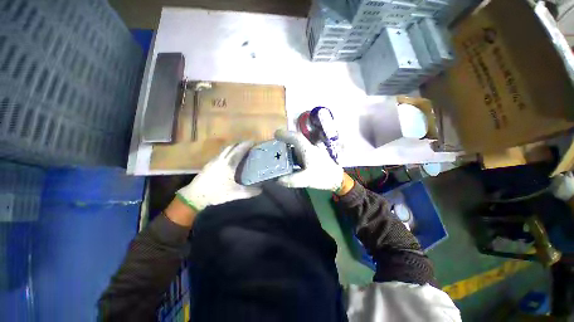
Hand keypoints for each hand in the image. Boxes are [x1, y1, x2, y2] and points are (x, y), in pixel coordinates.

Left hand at [176, 142, 261, 211]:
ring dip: (234, 146)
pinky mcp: (209, 163)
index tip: (254, 142)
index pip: (239, 150)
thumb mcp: (235, 194)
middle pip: (232, 146)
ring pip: (225, 149)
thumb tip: (261, 190)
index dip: (247, 145)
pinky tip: (229, 158)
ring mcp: (214, 160)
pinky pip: (221, 153)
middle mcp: (221, 159)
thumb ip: (249, 192)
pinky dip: (228, 151)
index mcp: (229, 164)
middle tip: (249, 145)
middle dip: (241, 144)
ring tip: (240, 149)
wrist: (195, 196)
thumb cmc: (216, 193)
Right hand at [274, 129, 345, 191]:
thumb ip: (291, 180)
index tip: (275, 135)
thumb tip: (277, 180)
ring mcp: (311, 152)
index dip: (285, 135)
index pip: (296, 138)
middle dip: (284, 140)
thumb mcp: (306, 179)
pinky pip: (299, 152)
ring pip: (297, 146)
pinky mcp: (312, 157)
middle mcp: (309, 148)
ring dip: (288, 147)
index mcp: (307, 150)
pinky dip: (292, 154)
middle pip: (295, 140)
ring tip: (278, 152)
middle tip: (274, 145)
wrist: (336, 179)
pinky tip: (288, 161)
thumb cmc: (323, 176)